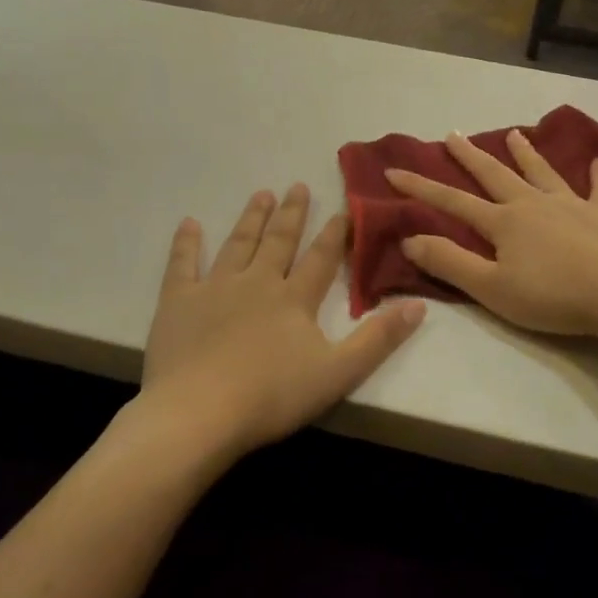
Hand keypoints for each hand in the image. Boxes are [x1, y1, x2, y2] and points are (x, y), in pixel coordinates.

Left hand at [140, 185, 425, 454]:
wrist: (199, 412)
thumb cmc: (272, 396)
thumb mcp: (338, 373)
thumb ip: (378, 339)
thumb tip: (419, 305)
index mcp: (294, 299)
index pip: (320, 259)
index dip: (335, 234)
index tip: (343, 208)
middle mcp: (257, 282)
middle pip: (279, 242)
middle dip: (291, 214)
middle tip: (297, 185)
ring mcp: (215, 288)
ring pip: (237, 244)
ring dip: (251, 219)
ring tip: (261, 194)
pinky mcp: (178, 302)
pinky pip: (182, 264)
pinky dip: (186, 243)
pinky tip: (189, 223)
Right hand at [386, 130, 597, 340]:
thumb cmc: (553, 296)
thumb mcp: (491, 288)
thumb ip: (450, 263)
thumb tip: (410, 239)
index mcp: (503, 222)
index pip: (452, 202)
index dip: (421, 188)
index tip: (393, 172)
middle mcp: (533, 204)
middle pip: (495, 175)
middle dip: (470, 156)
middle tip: (453, 135)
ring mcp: (572, 206)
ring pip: (542, 173)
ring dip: (526, 154)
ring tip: (514, 133)